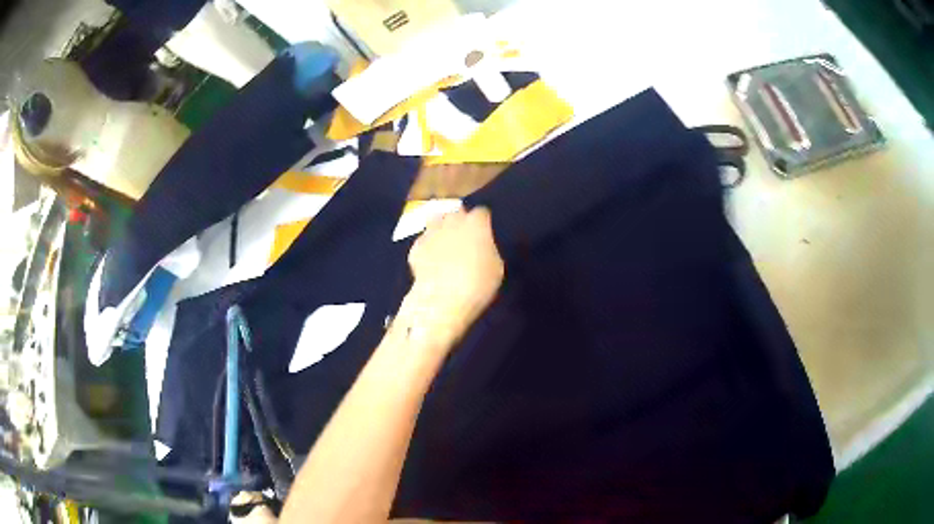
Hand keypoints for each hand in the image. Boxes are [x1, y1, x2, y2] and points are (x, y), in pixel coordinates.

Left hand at [405, 207, 504, 343]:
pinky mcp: (415, 247)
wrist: (442, 300)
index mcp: (476, 223)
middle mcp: (452, 221)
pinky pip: (423, 240)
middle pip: (457, 211)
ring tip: (444, 241)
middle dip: (460, 219)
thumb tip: (482, 247)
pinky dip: (427, 246)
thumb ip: (488, 249)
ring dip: (441, 226)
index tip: (485, 231)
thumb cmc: (478, 284)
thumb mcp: (496, 267)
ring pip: (436, 219)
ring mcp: (431, 232)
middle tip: (464, 235)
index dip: (483, 221)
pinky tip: (430, 260)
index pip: (482, 212)